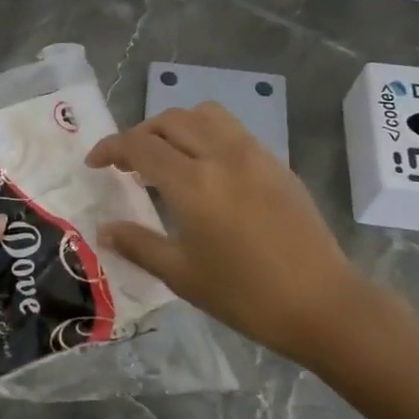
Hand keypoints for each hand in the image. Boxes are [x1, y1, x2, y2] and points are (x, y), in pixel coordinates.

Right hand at [87, 103, 404, 368]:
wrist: (323, 304)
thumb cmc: (245, 295)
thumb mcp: (182, 275)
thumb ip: (139, 244)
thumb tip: (104, 229)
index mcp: (193, 183)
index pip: (140, 145)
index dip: (111, 147)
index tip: (94, 162)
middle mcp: (221, 155)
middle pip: (170, 120)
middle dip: (140, 133)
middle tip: (127, 163)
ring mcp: (254, 154)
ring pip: (205, 115)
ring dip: (176, 126)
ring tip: (167, 156)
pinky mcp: (276, 163)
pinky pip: (233, 130)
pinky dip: (207, 134)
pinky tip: (206, 169)